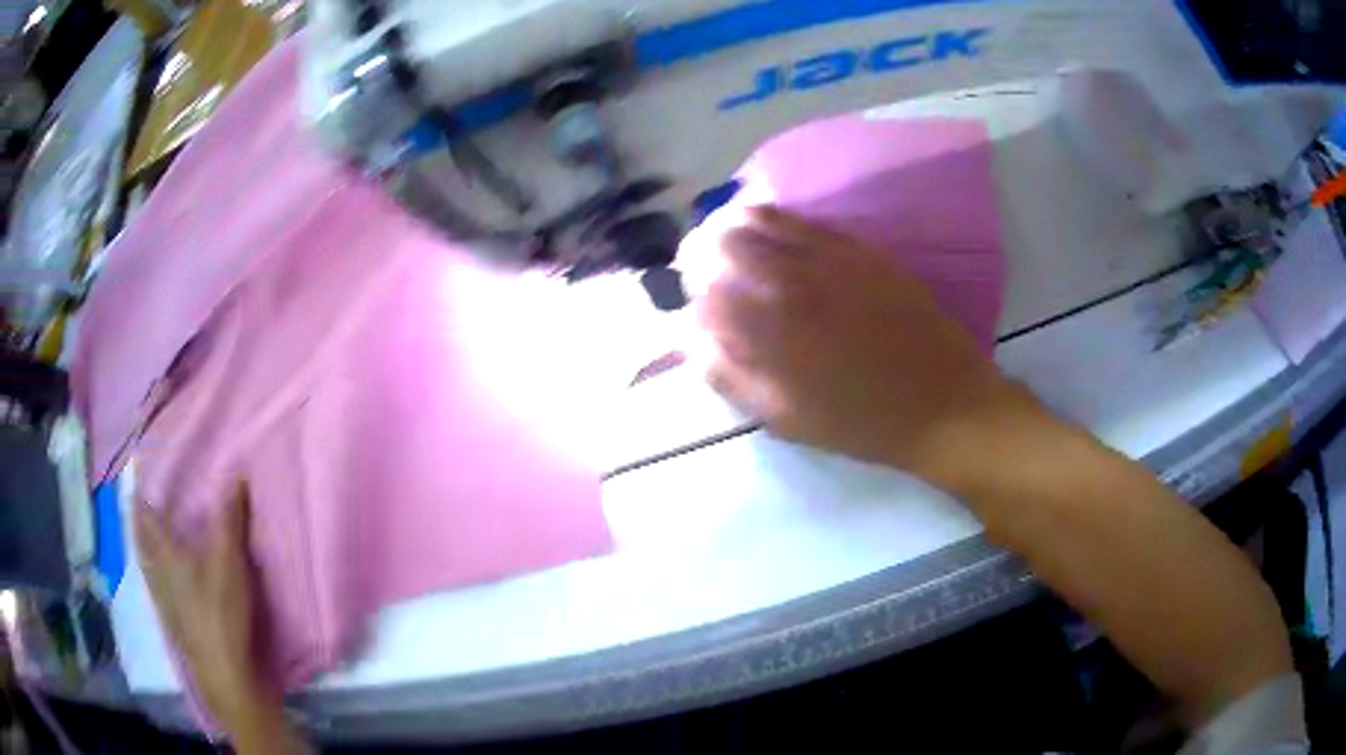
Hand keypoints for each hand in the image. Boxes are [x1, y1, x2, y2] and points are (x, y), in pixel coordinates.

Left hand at [135, 484, 281, 739]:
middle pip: (141, 542)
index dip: (141, 494)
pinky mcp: (173, 624)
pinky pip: (155, 589)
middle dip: (137, 522)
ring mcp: (163, 602)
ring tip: (143, 540)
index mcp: (166, 554)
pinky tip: (161, 584)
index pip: (147, 516)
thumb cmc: (221, 610)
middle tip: (135, 505)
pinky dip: (153, 576)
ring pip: (146, 567)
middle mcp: (157, 573)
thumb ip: (231, 519)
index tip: (136, 474)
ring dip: (142, 549)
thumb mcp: (231, 561)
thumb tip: (235, 474)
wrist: (223, 672)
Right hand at [693, 205, 1033, 482]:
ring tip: (733, 244)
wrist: (943, 403)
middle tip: (709, 271)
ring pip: (760, 220)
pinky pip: (803, 220)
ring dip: (735, 228)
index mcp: (769, 332)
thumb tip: (694, 341)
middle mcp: (791, 282)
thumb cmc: (863, 422)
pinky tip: (772, 230)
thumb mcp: (786, 419)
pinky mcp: (859, 248)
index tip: (698, 307)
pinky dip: (775, 219)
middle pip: (723, 243)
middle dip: (705, 255)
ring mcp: (828, 258)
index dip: (693, 297)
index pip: (705, 293)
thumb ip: (731, 377)